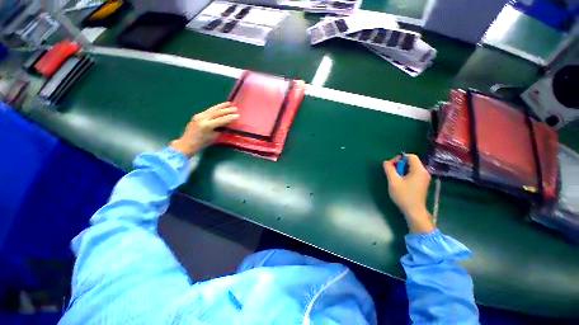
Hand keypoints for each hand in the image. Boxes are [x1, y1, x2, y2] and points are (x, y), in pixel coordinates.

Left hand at [170, 102, 238, 156]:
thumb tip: (226, 123)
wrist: (186, 144)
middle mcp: (202, 118)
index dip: (230, 117)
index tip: (237, 115)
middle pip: (217, 112)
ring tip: (228, 103)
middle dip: (227, 110)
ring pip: (212, 109)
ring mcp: (198, 116)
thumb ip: (220, 129)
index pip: (221, 120)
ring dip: (221, 106)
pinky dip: (215, 109)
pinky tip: (219, 107)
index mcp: (207, 125)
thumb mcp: (213, 137)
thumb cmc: (201, 143)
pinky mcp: (197, 116)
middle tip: (235, 108)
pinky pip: (208, 111)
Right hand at [383, 154, 434, 233]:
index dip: (399, 158)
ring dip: (401, 169)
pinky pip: (413, 173)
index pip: (410, 156)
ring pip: (411, 167)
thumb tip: (386, 162)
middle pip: (411, 161)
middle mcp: (424, 172)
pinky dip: (405, 174)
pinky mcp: (422, 183)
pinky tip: (400, 181)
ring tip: (394, 177)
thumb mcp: (393, 181)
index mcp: (419, 170)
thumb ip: (389, 169)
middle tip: (391, 171)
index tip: (391, 165)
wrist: (414, 211)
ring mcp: (424, 178)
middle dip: (399, 164)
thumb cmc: (404, 195)